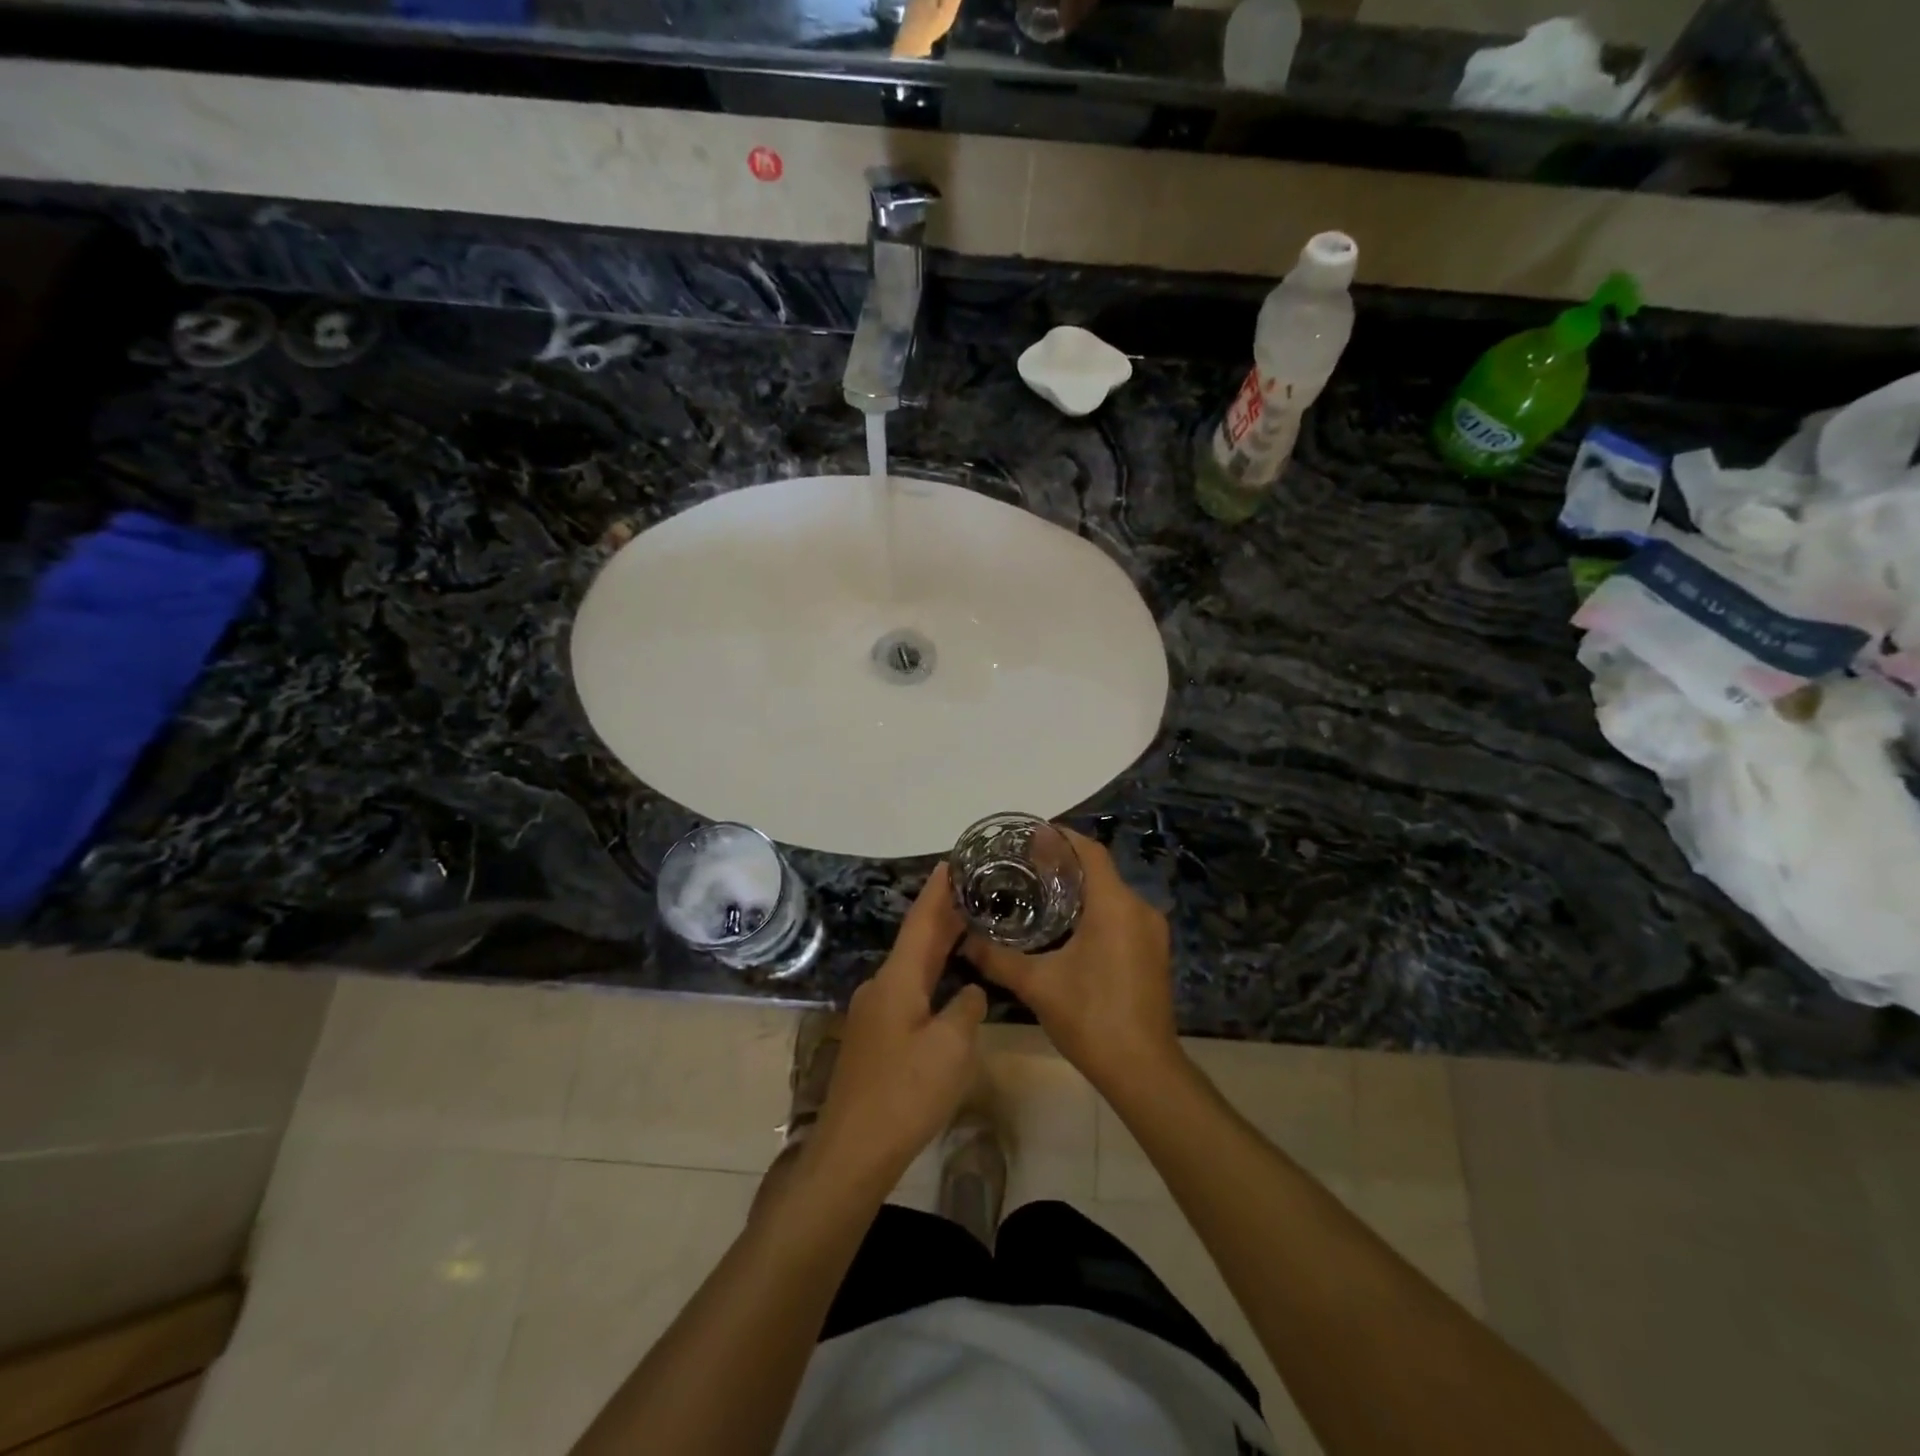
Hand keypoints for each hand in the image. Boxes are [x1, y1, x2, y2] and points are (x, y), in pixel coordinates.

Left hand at [809, 865, 986, 1186]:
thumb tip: (970, 992)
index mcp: (897, 980)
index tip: (953, 861)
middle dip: (943, 914)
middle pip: (916, 941)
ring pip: (912, 967)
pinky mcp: (876, 1036)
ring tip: (968, 926)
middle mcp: (881, 987)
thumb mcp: (951, 1048)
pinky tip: (948, 981)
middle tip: (974, 890)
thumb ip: (966, 1009)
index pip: (921, 922)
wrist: (853, 1149)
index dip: (938, 891)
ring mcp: (874, 1012)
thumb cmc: (905, 1093)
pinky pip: (908, 990)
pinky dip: (931, 974)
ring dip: (938, 945)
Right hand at [963, 828, 1177, 1095]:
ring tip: (1039, 892)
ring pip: (1112, 894)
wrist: (1144, 1071)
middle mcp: (1139, 909)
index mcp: (1115, 905)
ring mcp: (1151, 932)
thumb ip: (998, 958)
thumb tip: (964, 941)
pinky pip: (1121, 915)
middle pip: (1100, 870)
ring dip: (1080, 888)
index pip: (1089, 852)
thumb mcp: (1037, 985)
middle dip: (1064, 863)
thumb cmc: (1091, 1018)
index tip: (1029, 835)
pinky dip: (1095, 910)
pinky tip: (1067, 927)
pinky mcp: (1154, 952)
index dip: (1060, 837)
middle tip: (1024, 865)